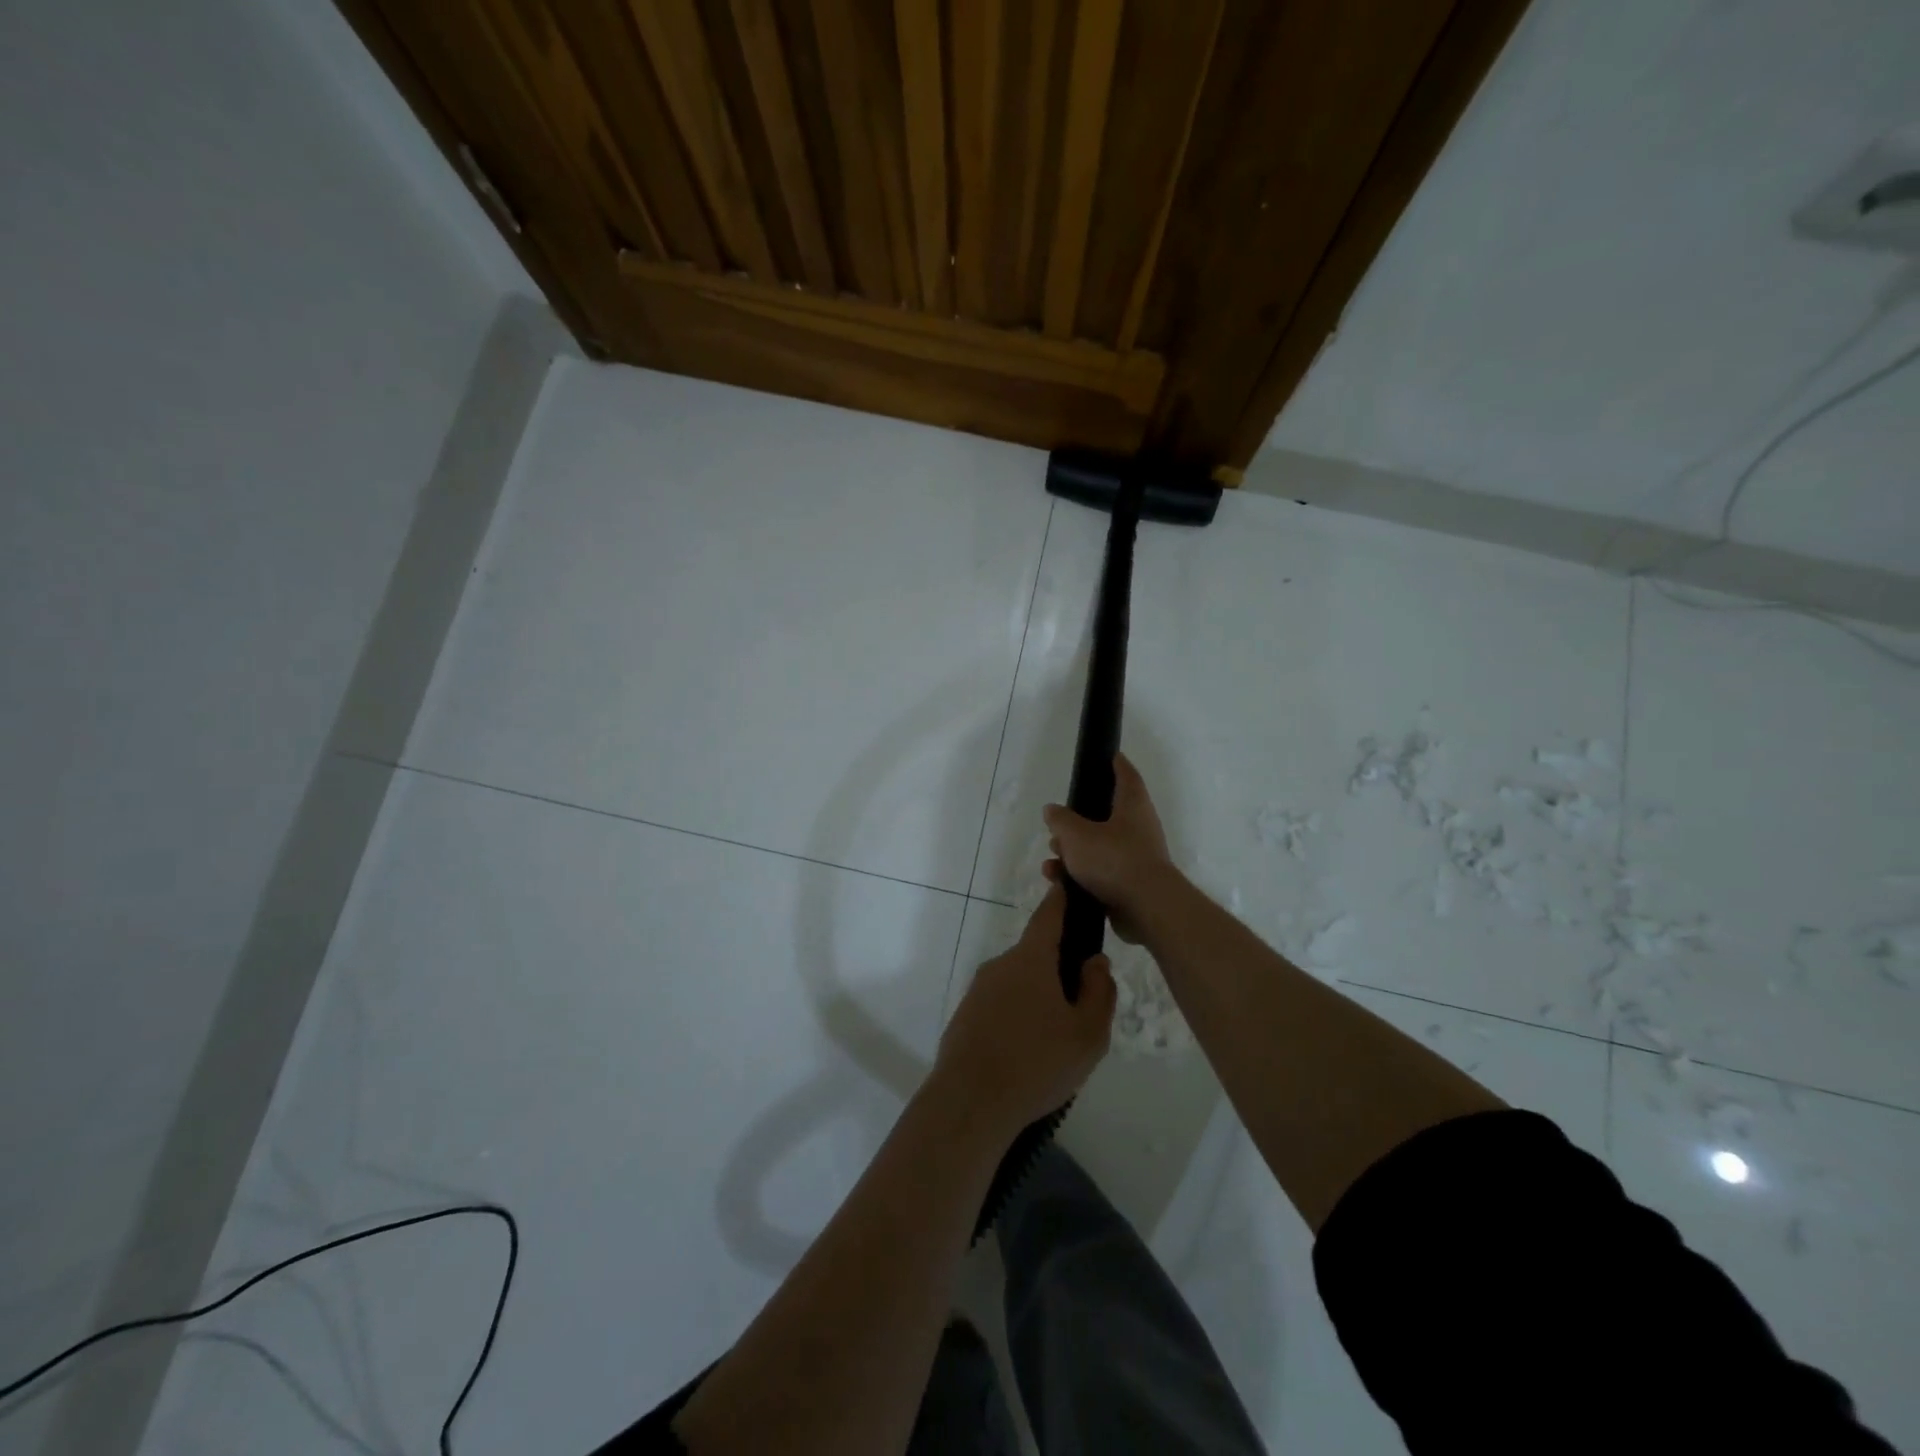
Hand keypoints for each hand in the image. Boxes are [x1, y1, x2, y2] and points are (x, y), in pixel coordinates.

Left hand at [934, 886, 1115, 1131]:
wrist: (969, 1103)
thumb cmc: (1037, 1063)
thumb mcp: (1088, 1033)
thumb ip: (1099, 991)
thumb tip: (1095, 961)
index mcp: (1030, 959)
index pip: (1049, 916)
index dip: (1062, 900)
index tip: (1069, 886)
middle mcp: (1000, 965)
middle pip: (1035, 955)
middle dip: (1058, 971)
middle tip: (1081, 1009)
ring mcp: (978, 991)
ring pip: (1018, 984)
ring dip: (1038, 1000)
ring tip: (1056, 1043)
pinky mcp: (965, 1017)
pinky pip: (1000, 1007)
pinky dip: (1017, 1019)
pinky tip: (1027, 1055)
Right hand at [1041, 753, 1176, 941]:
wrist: (1147, 908)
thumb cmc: (1114, 859)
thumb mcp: (1076, 835)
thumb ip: (1061, 820)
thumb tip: (1052, 810)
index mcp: (1132, 805)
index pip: (1126, 774)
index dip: (1115, 763)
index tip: (1106, 755)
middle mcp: (1138, 827)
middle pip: (1106, 814)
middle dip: (1079, 819)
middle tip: (1057, 821)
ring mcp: (1135, 857)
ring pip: (1099, 846)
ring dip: (1074, 850)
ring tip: (1052, 855)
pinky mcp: (1129, 884)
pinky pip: (1100, 872)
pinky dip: (1079, 874)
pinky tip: (1057, 880)